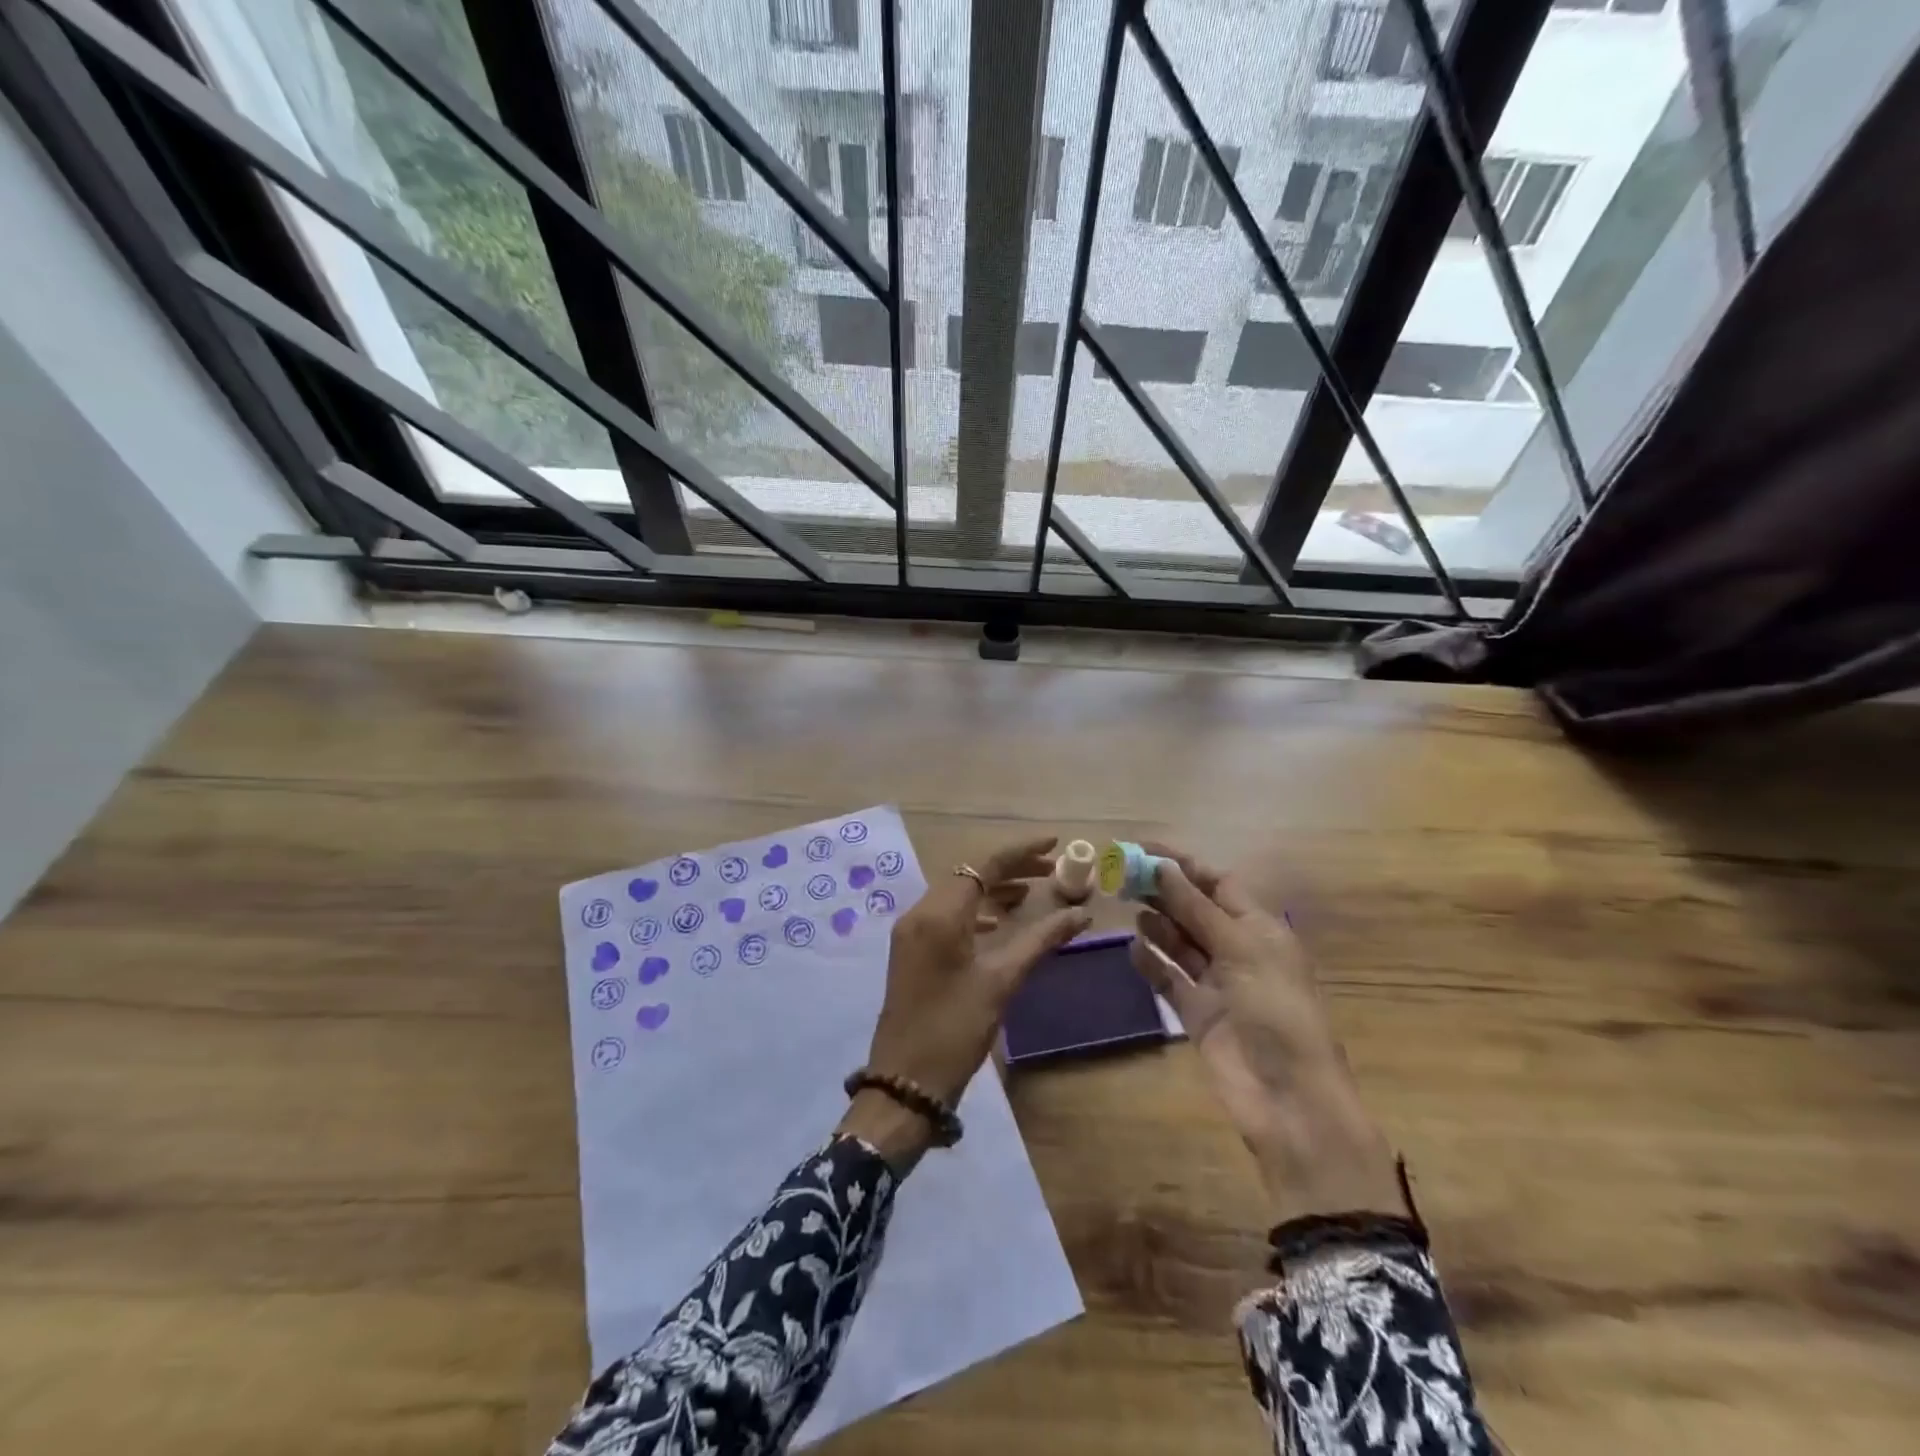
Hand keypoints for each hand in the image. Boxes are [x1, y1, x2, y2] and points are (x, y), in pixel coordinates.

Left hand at [839, 835, 1089, 1168]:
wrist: (905, 1083)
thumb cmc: (955, 1029)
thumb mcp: (1002, 981)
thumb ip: (1041, 940)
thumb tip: (1081, 914)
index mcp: (939, 915)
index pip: (983, 866)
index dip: (1020, 853)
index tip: (1054, 846)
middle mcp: (919, 913)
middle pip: (968, 875)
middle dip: (1009, 870)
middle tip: (1051, 873)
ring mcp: (911, 933)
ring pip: (957, 896)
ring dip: (992, 891)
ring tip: (1032, 896)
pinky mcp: (911, 952)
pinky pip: (946, 916)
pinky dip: (975, 913)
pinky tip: (999, 925)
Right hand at [1130, 846, 1405, 1224]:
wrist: (1288, 1099)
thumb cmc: (1276, 1012)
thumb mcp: (1241, 950)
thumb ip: (1197, 909)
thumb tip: (1163, 867)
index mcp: (1259, 929)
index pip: (1218, 883)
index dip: (1183, 864)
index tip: (1143, 849)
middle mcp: (1238, 950)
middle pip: (1195, 910)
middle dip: (1163, 890)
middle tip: (1122, 875)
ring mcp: (1217, 983)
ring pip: (1179, 942)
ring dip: (1156, 923)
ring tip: (1125, 905)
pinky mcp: (1198, 1013)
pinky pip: (1169, 979)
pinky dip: (1151, 962)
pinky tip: (1131, 948)